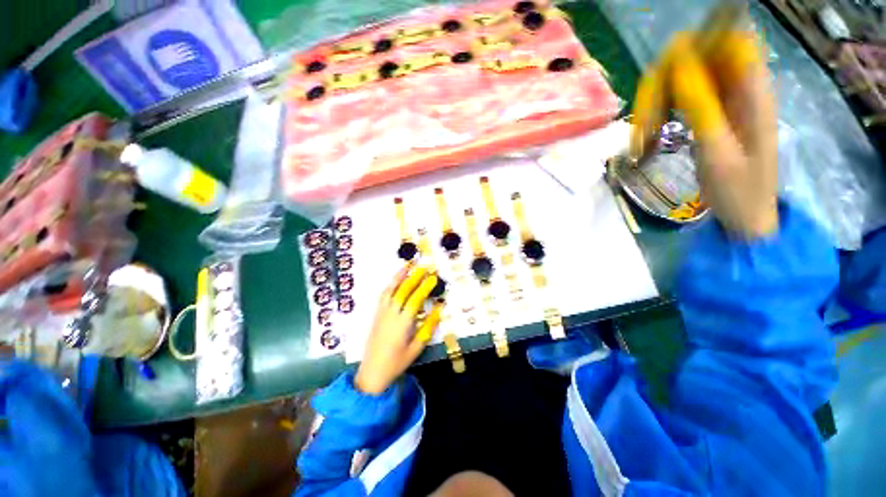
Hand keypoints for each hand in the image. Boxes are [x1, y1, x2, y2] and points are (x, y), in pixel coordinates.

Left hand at [355, 265, 443, 393]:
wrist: (372, 372)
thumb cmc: (397, 362)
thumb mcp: (417, 348)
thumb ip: (428, 327)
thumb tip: (440, 309)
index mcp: (402, 323)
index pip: (415, 300)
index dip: (425, 287)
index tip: (433, 278)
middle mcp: (391, 314)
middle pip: (402, 290)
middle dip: (414, 277)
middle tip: (424, 266)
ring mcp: (381, 313)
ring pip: (390, 290)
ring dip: (399, 276)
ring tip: (407, 265)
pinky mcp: (376, 314)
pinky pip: (383, 295)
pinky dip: (390, 285)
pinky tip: (395, 280)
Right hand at [631, 30, 778, 237]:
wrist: (747, 215)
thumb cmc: (739, 191)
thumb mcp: (718, 152)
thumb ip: (702, 107)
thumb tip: (679, 67)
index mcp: (753, 93)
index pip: (729, 40)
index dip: (696, 46)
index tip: (666, 72)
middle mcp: (742, 87)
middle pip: (701, 57)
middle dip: (667, 82)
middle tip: (645, 121)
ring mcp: (727, 100)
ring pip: (687, 77)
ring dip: (660, 101)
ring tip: (646, 135)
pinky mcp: (715, 112)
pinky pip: (685, 96)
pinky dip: (664, 110)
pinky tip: (653, 132)